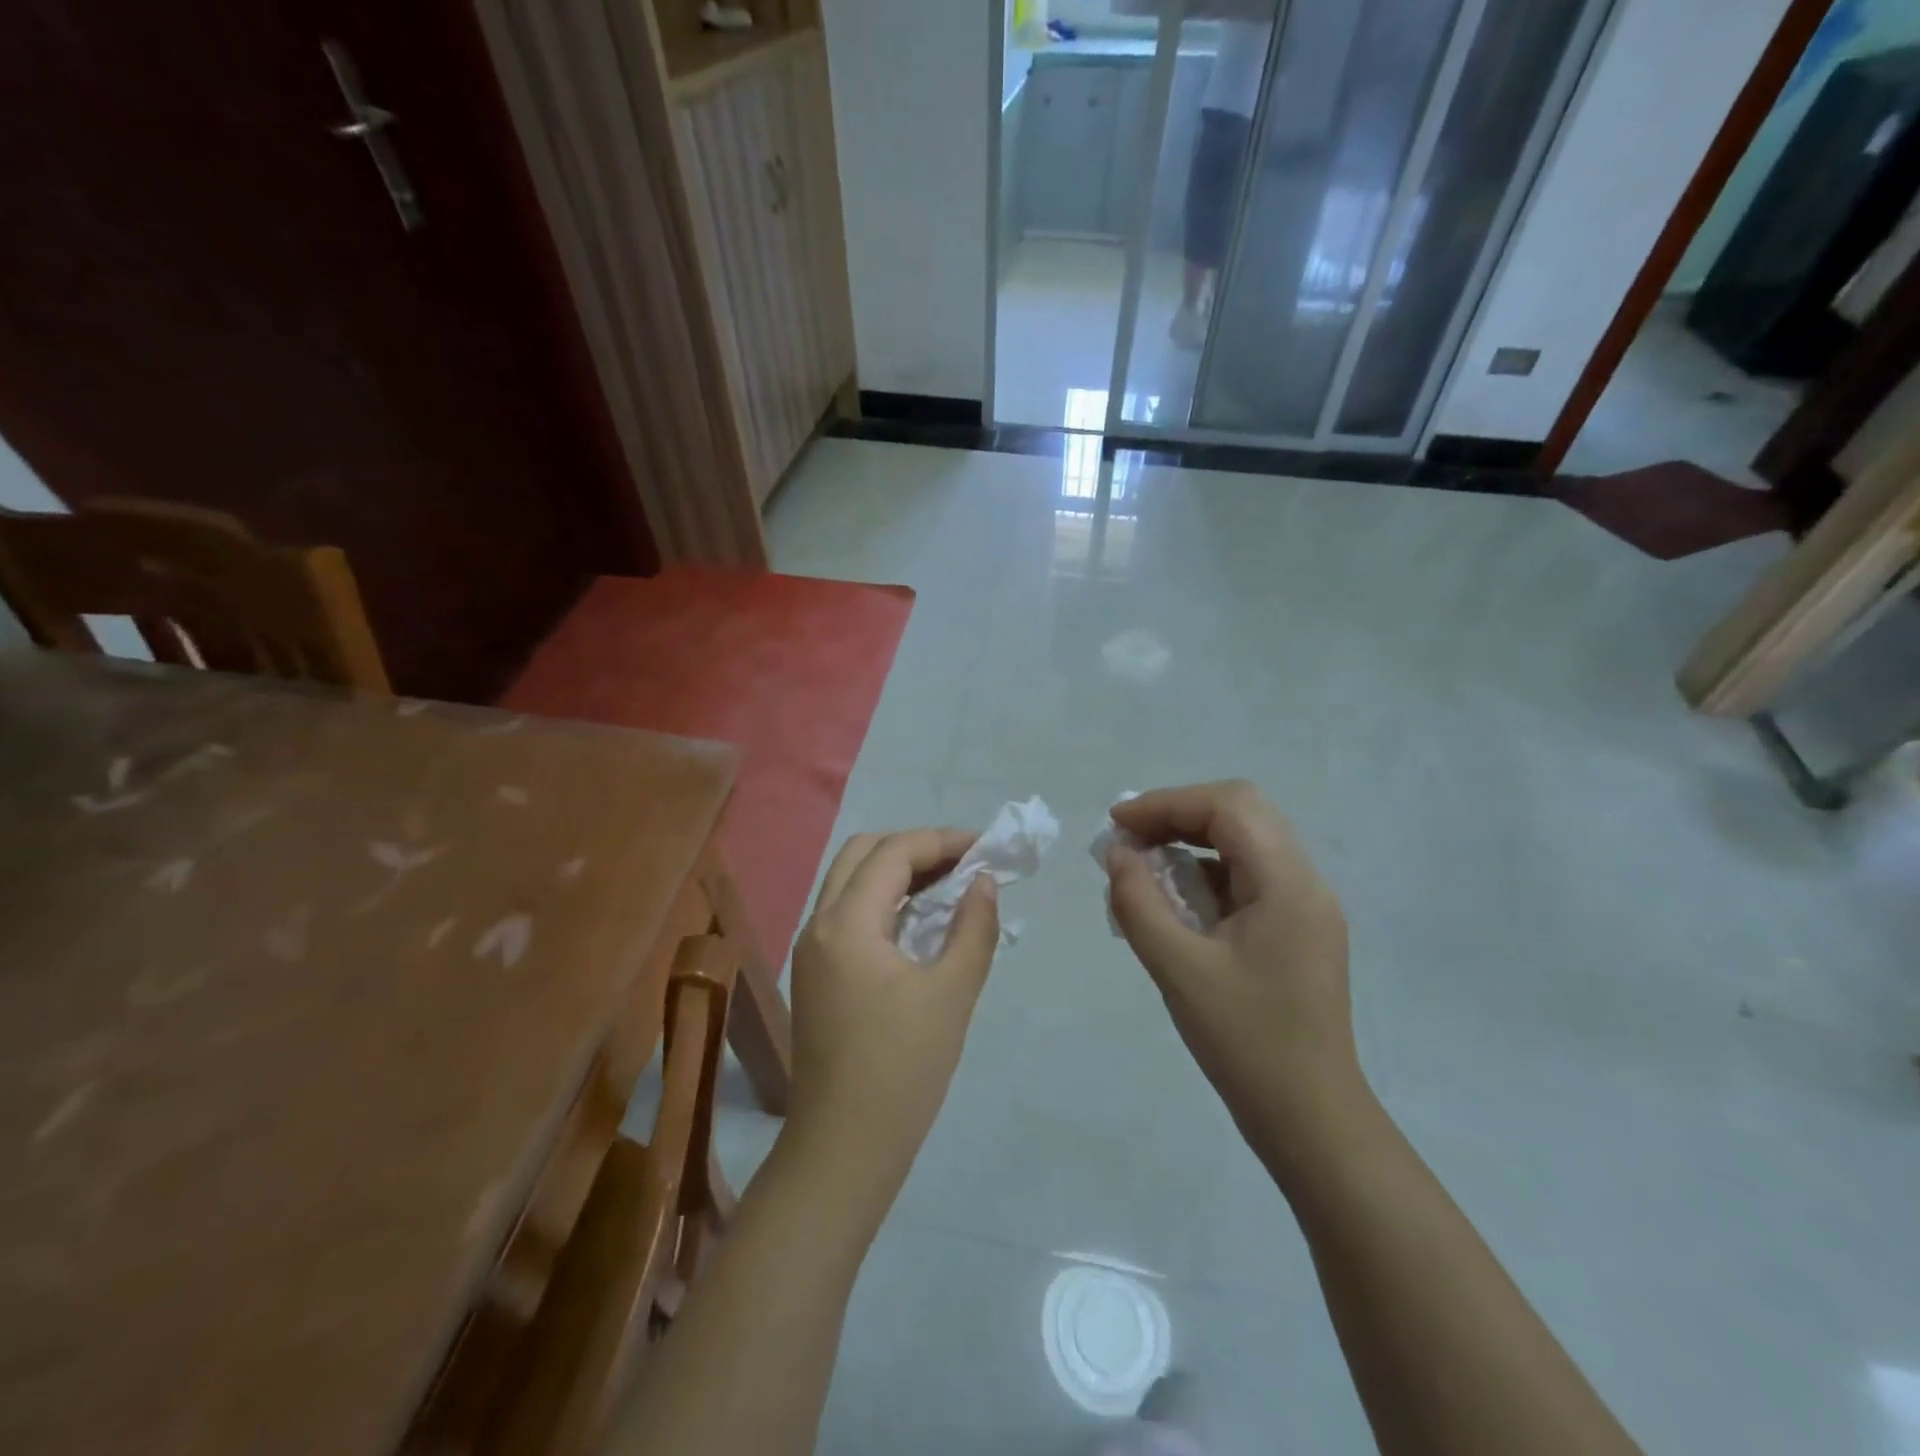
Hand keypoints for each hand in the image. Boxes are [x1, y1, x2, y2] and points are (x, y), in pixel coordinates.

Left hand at [783, 829, 1000, 1211]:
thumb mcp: (951, 994)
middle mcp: (819, 924)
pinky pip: (847, 912)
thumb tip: (984, 881)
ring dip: (896, 871)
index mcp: (846, 923)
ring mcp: (811, 949)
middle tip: (962, 863)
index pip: (893, 853)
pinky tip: (919, 920)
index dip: (941, 841)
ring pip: (849, 881)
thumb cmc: (902, 1070)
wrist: (844, 1147)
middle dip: (914, 847)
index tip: (985, 848)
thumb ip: (973, 927)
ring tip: (948, 884)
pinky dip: (882, 899)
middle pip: (861, 853)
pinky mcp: (814, 973)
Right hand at [1104, 781, 1363, 1173]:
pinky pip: (1251, 874)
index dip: (1167, 802)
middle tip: (1130, 839)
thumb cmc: (1244, 1042)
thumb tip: (1116, 853)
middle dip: (1179, 814)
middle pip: (1242, 812)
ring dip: (1193, 839)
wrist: (1310, 1117)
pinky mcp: (1299, 928)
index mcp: (1287, 884)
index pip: (1229, 806)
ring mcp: (1307, 905)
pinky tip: (1177, 899)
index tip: (1117, 824)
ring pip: (1247, 840)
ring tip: (1145, 865)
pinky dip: (1208, 870)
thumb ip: (1139, 902)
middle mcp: (1306, 881)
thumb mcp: (1178, 970)